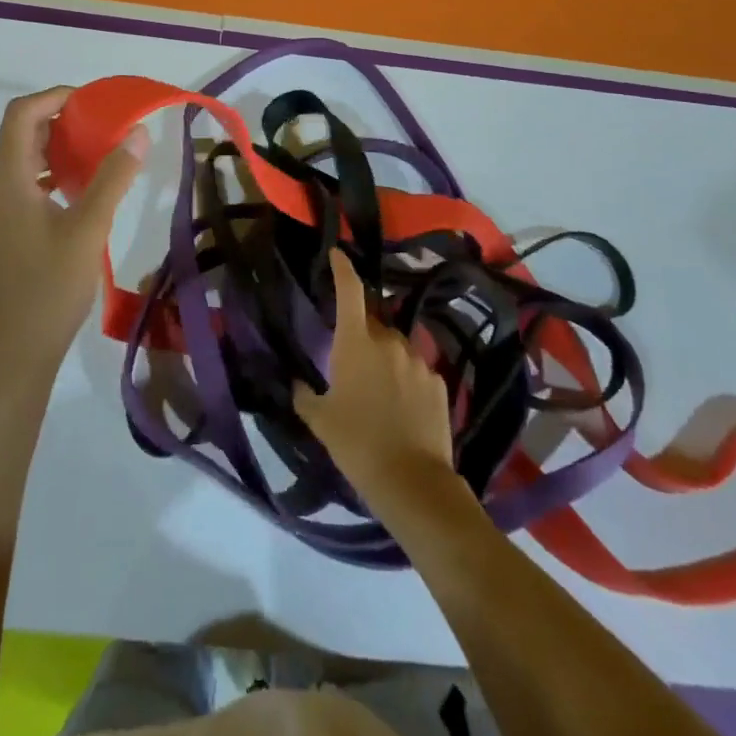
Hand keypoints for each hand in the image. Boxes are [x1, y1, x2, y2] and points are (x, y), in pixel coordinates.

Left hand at [0, 88, 148, 390]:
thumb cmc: (48, 291)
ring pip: (21, 165)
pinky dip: (50, 179)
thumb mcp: (88, 230)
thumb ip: (112, 178)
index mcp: (5, 182)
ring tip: (98, 156)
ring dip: (56, 151)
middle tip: (103, 127)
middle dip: (61, 123)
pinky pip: (21, 190)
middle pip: (19, 137)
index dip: (55, 98)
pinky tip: (79, 196)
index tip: (94, 102)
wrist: (10, 360)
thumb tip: (137, 133)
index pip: (20, 115)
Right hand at [294, 249, 460, 512]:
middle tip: (350, 363)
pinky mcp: (438, 382)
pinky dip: (406, 379)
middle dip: (361, 335)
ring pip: (396, 347)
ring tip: (377, 391)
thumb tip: (297, 384)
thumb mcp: (320, 421)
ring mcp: (418, 360)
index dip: (342, 269)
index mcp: (356, 342)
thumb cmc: (356, 444)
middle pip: (372, 324)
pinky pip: (416, 370)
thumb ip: (305, 396)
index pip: (349, 291)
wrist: (412, 482)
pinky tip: (402, 408)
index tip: (337, 254)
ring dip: (385, 358)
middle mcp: (389, 341)